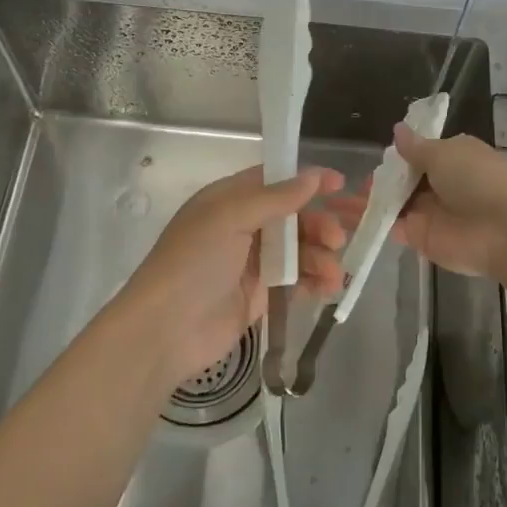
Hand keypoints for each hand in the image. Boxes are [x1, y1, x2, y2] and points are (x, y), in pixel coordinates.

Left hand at [119, 165, 346, 385]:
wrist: (166, 330)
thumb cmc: (194, 261)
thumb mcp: (230, 217)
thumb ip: (275, 198)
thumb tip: (313, 176)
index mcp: (229, 199)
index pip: (274, 180)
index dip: (306, 180)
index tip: (340, 183)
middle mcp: (243, 226)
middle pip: (292, 216)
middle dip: (320, 222)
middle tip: (339, 236)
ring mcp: (252, 261)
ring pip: (299, 248)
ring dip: (321, 255)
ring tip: (333, 272)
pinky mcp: (261, 294)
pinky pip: (296, 279)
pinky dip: (315, 280)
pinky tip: (328, 288)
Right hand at [330, 124, 506, 277]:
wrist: (504, 231)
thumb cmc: (478, 180)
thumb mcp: (444, 153)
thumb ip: (416, 147)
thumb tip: (397, 130)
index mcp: (452, 157)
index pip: (420, 153)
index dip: (398, 155)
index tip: (376, 156)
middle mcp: (440, 184)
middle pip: (404, 180)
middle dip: (379, 180)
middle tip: (345, 180)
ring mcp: (429, 212)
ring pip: (394, 203)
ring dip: (368, 201)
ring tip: (334, 199)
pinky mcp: (420, 237)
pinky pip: (391, 226)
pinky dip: (369, 222)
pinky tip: (341, 218)